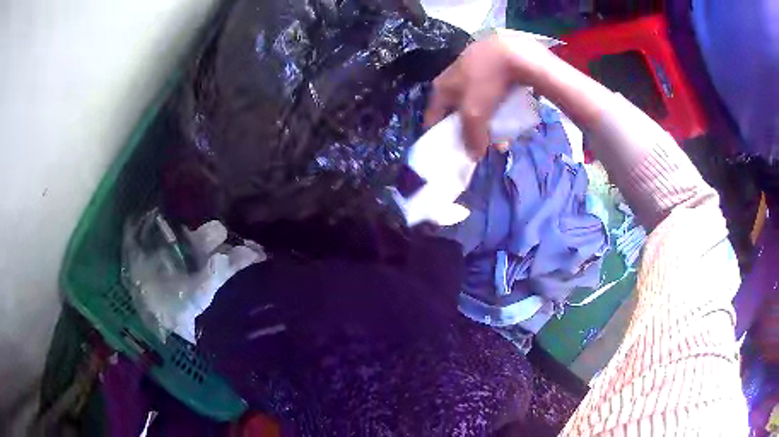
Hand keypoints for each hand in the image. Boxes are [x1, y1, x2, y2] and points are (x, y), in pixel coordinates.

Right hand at [424, 33, 553, 157]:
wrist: (514, 52)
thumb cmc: (486, 82)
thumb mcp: (475, 113)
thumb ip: (472, 137)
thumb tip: (473, 156)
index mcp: (440, 87)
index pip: (432, 117)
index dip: (441, 136)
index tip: (453, 152)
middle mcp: (452, 76)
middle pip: (457, 111)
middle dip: (471, 130)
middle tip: (484, 144)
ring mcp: (472, 68)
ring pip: (477, 102)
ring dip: (488, 120)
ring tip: (504, 134)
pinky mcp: (491, 64)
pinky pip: (491, 91)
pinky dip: (498, 105)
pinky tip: (511, 113)